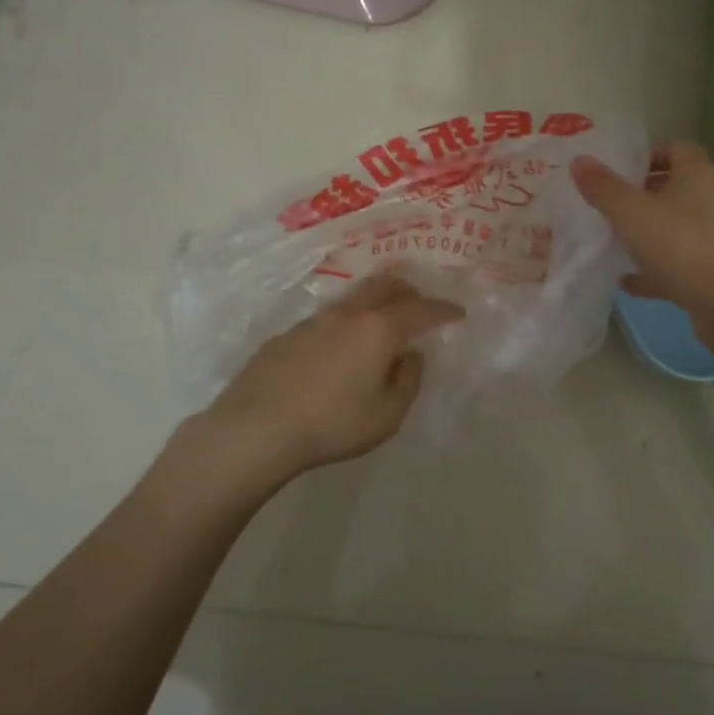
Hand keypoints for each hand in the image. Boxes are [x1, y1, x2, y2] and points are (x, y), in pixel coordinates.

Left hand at [197, 273, 462, 485]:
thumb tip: (412, 355)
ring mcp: (313, 321)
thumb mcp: (387, 415)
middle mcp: (348, 314)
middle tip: (420, 304)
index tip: (457, 313)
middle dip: (409, 291)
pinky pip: (327, 319)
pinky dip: (345, 323)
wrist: (256, 428)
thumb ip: (408, 381)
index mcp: (379, 329)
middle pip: (385, 286)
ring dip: (374, 302)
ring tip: (381, 320)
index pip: (421, 309)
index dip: (443, 309)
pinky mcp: (287, 335)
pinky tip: (339, 347)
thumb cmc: (333, 424)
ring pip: (353, 298)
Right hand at [571, 141, 713, 357]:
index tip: (616, 171)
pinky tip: (626, 282)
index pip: (675, 149)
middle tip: (606, 206)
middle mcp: (713, 200)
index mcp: (698, 174)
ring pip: (675, 228)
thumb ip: (603, 187)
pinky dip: (654, 270)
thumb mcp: (630, 212)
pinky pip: (678, 265)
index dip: (646, 156)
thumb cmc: (681, 245)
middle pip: (674, 189)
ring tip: (611, 242)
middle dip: (641, 196)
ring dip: (647, 234)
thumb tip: (580, 160)